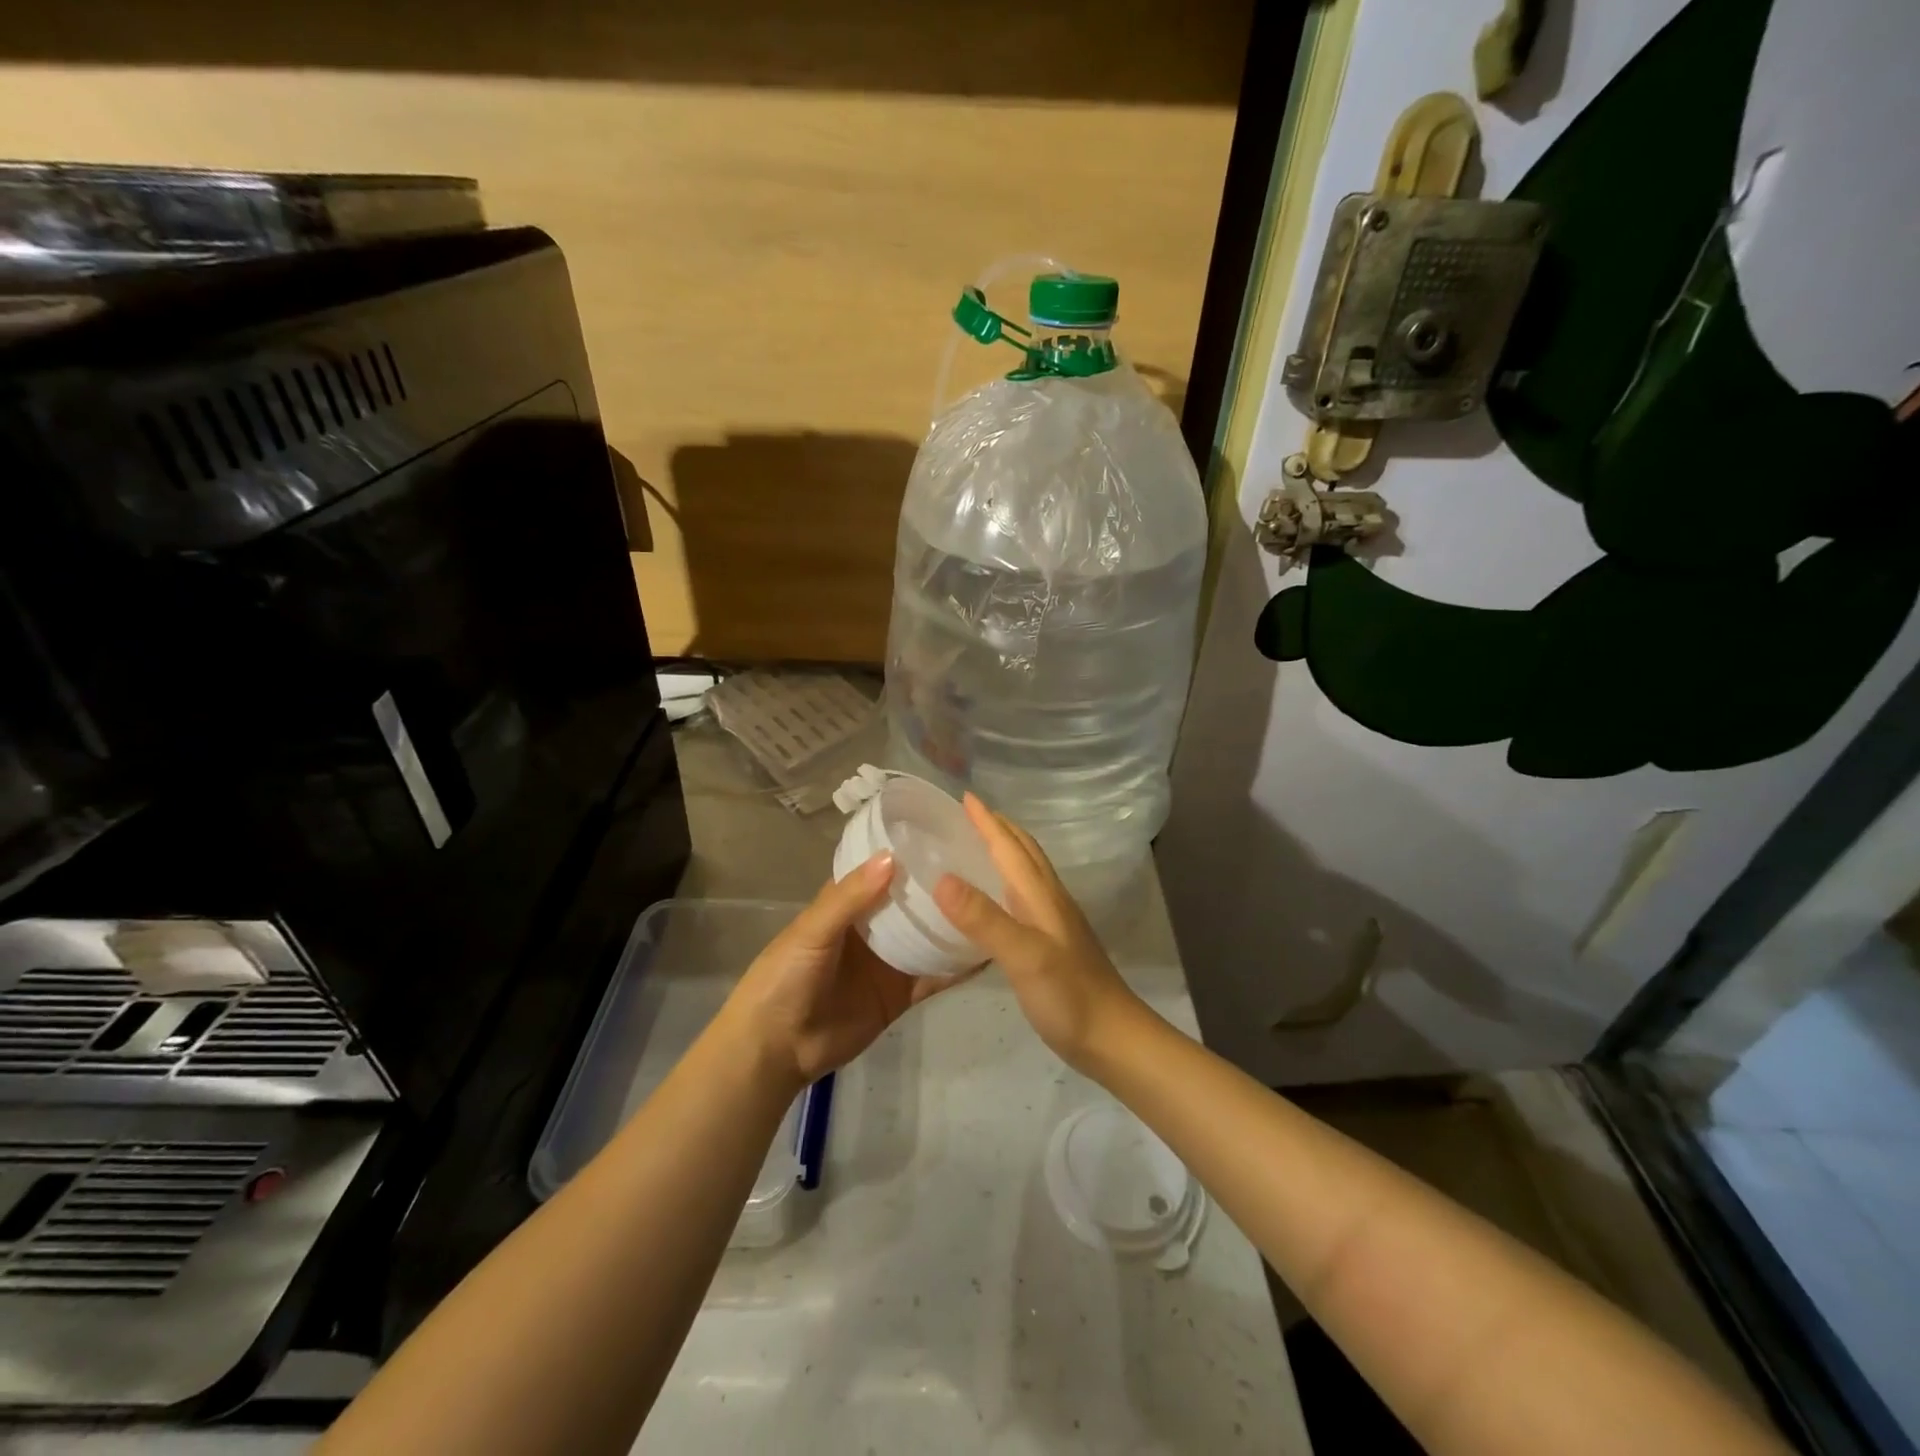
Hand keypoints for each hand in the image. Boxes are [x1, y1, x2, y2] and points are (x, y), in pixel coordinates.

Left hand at [725, 853, 976, 1087]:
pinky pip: (935, 977)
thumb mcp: (812, 931)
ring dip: (955, 923)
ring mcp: (889, 961)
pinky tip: (988, 950)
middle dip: (942, 886)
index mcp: (847, 903)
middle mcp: (873, 927)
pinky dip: (958, 966)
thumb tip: (893, 857)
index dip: (911, 852)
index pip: (884, 869)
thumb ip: (851, 897)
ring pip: (928, 936)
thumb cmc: (784, 978)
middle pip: (912, 902)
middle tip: (986, 865)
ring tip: (997, 900)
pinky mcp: (902, 994)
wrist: (777, 1049)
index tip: (949, 832)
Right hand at [932, 795, 1147, 1073]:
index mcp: (1041, 896)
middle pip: (1025, 853)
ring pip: (1028, 874)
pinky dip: (1008, 885)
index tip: (965, 796)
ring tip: (979, 847)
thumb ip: (984, 919)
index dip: (988, 822)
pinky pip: (1026, 899)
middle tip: (970, 815)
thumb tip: (941, 878)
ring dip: (1006, 852)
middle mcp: (1050, 901)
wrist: (1114, 1040)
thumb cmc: (1069, 997)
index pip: (1011, 847)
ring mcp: (1055, 924)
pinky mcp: (1054, 946)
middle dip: (999, 829)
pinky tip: (997, 902)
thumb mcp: (1024, 956)